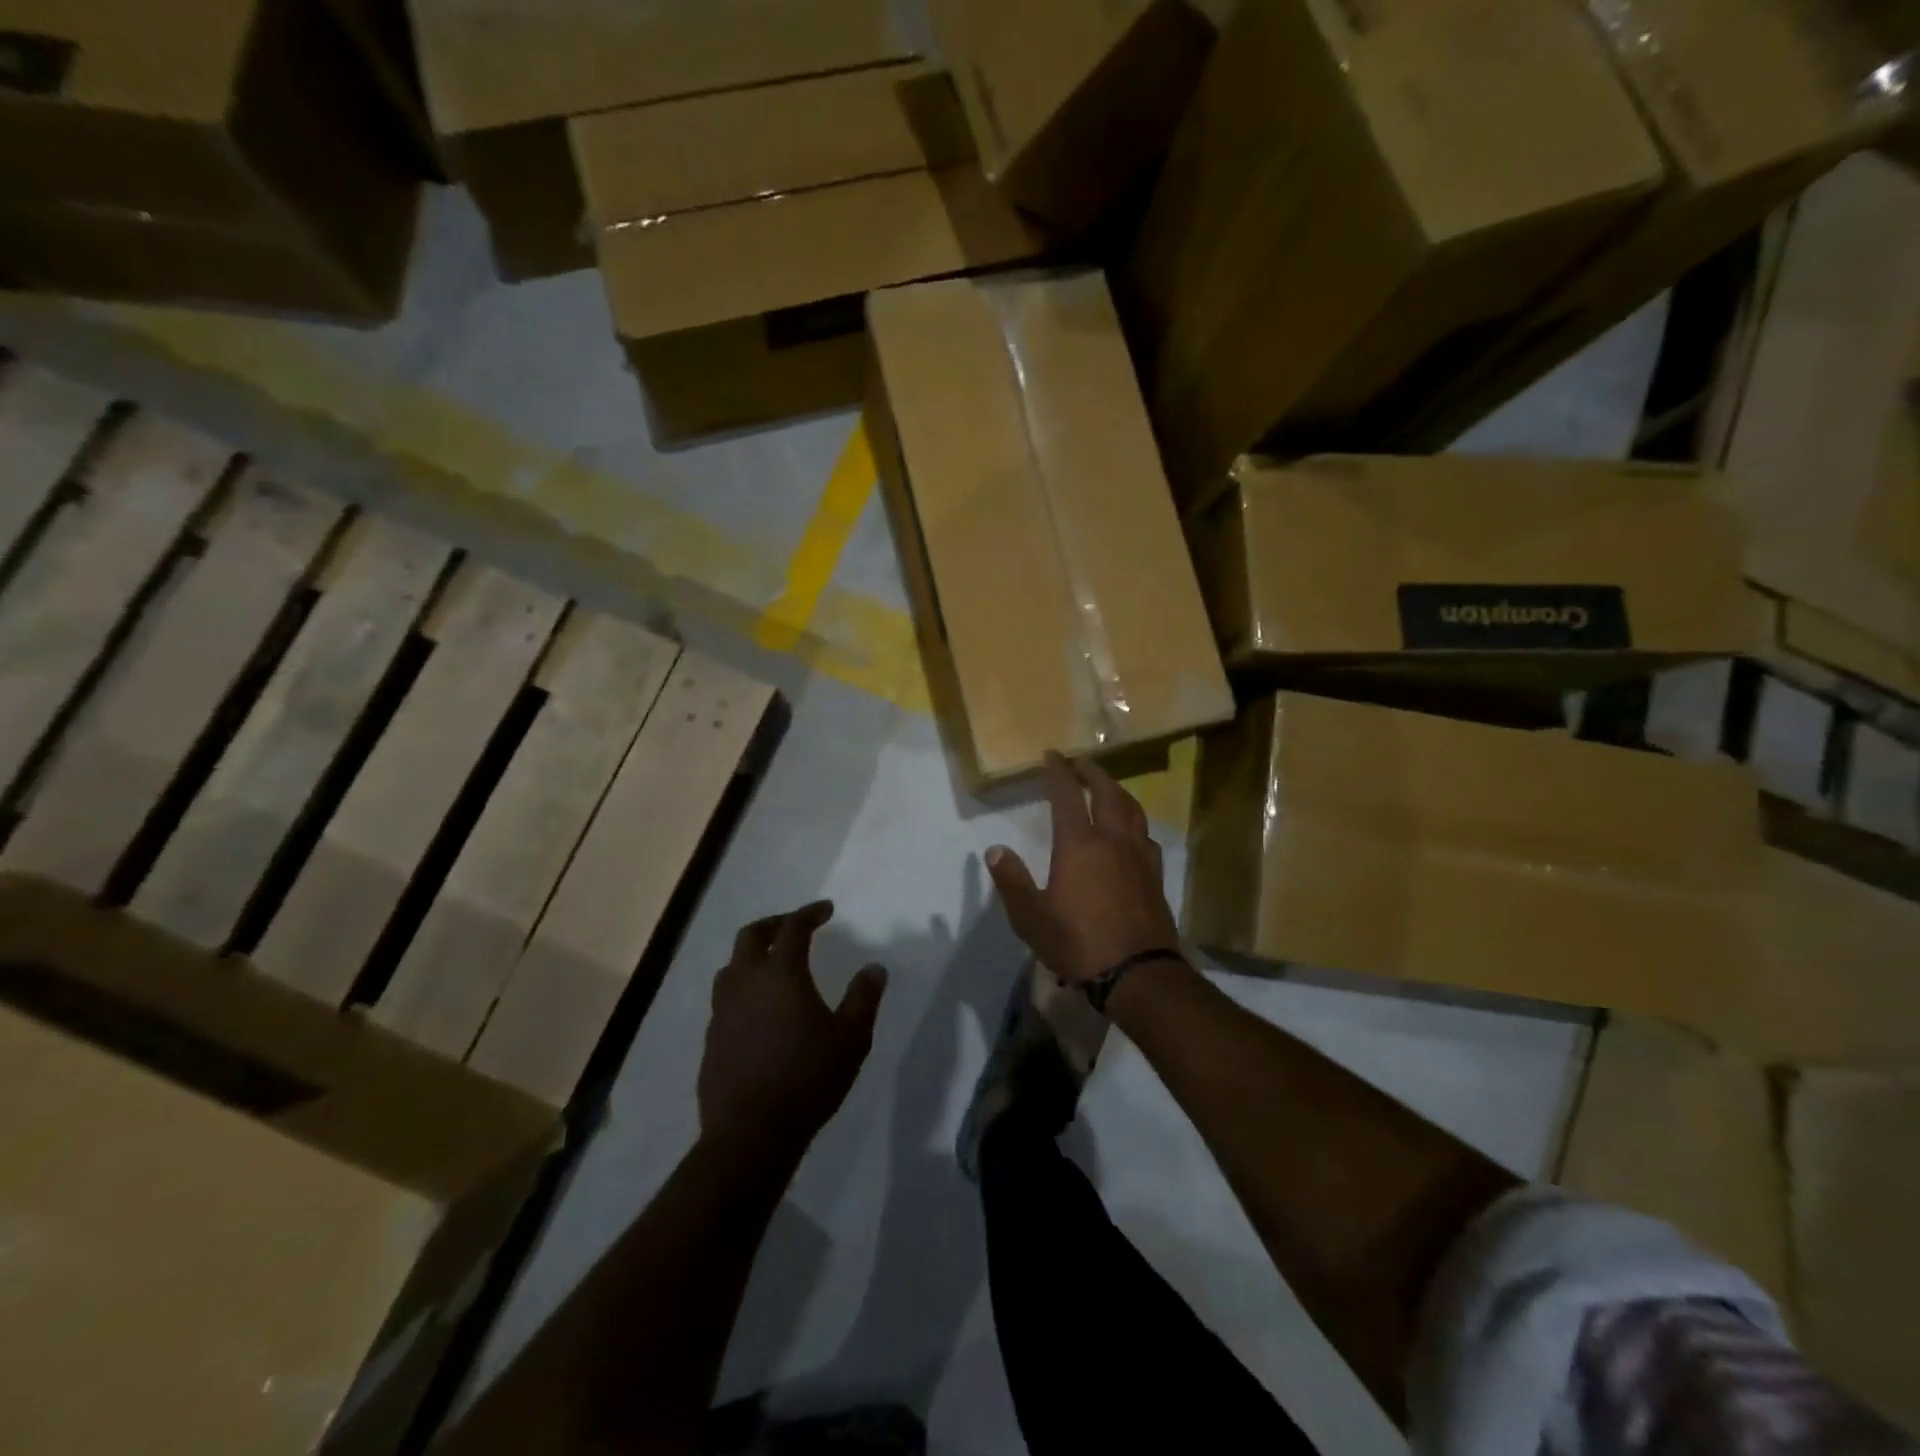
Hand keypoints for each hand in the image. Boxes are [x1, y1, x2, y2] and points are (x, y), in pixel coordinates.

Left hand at [699, 902, 886, 1153]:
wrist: (750, 1134)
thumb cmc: (808, 1078)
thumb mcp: (851, 1038)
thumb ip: (864, 998)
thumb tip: (875, 968)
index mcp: (780, 973)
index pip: (793, 928)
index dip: (810, 913)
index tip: (826, 910)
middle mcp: (745, 983)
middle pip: (751, 936)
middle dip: (774, 924)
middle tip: (794, 926)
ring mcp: (722, 1012)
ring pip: (730, 967)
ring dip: (751, 956)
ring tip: (772, 966)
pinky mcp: (711, 1040)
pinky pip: (724, 1001)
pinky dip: (742, 991)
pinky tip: (757, 1012)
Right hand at [986, 753, 1181, 986]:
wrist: (1137, 973)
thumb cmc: (1078, 943)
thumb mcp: (1031, 917)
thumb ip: (1012, 880)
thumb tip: (995, 850)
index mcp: (1079, 844)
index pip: (1067, 795)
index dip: (1058, 772)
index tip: (1051, 755)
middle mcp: (1112, 840)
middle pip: (1106, 793)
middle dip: (1092, 772)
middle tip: (1081, 762)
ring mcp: (1138, 856)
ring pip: (1131, 809)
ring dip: (1117, 791)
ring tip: (1107, 787)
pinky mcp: (1155, 875)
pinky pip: (1145, 834)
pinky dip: (1134, 820)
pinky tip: (1132, 831)